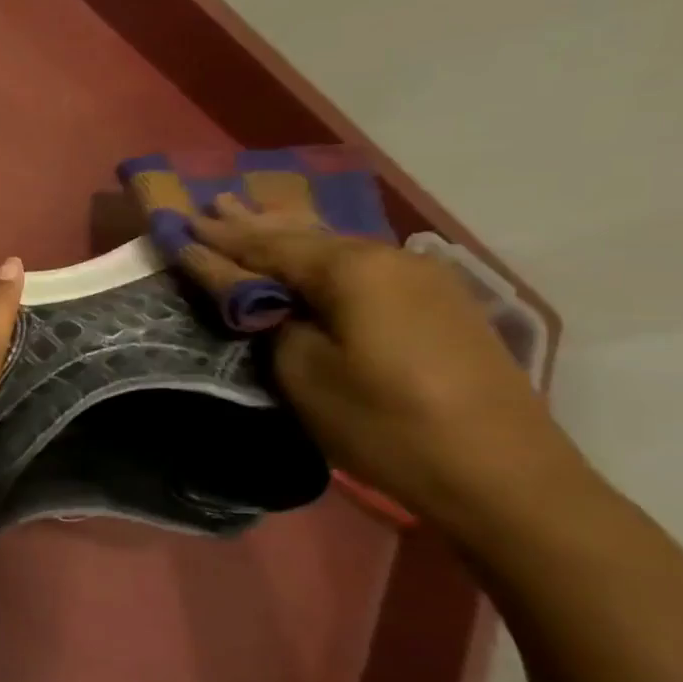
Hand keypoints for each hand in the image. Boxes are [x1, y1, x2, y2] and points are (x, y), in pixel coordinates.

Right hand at [183, 194, 586, 529]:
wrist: (504, 477)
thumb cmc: (385, 424)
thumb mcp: (304, 372)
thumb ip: (262, 315)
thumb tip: (236, 282)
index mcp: (352, 269)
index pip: (266, 246)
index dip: (218, 239)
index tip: (178, 224)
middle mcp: (389, 257)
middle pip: (303, 235)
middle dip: (252, 224)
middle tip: (211, 204)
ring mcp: (422, 277)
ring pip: (336, 244)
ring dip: (288, 233)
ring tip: (250, 212)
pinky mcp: (437, 302)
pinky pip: (361, 263)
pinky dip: (321, 253)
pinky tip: (310, 246)